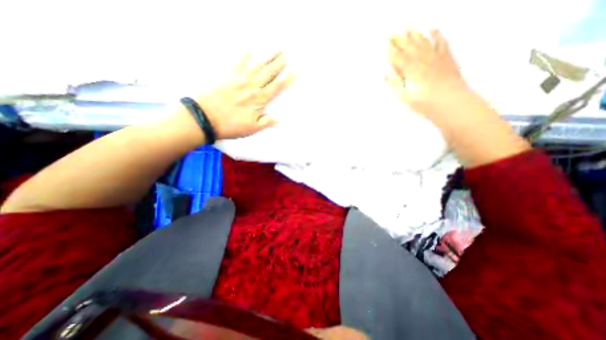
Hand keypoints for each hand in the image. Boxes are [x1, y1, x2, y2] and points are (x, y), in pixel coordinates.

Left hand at [196, 52, 296, 138]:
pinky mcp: (227, 75)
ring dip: (267, 57)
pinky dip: (244, 56)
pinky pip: (237, 63)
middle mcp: (251, 86)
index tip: (295, 72)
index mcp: (258, 100)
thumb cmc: (231, 125)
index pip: (276, 87)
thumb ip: (266, 122)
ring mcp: (239, 79)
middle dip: (279, 63)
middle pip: (268, 73)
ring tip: (275, 49)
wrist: (205, 118)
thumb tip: (278, 119)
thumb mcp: (252, 129)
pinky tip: (249, 50)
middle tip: (286, 55)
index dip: (286, 80)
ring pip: (257, 65)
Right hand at [388, 29, 472, 126]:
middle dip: (399, 39)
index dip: (391, 49)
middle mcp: (422, 60)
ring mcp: (436, 57)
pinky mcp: (447, 58)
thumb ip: (395, 84)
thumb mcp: (405, 97)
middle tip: (392, 32)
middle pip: (409, 46)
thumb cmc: (425, 103)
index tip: (385, 41)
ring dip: (415, 34)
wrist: (451, 103)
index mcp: (410, 70)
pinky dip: (437, 35)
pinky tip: (433, 29)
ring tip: (408, 27)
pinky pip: (441, 42)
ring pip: (423, 42)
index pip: (398, 56)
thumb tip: (386, 73)